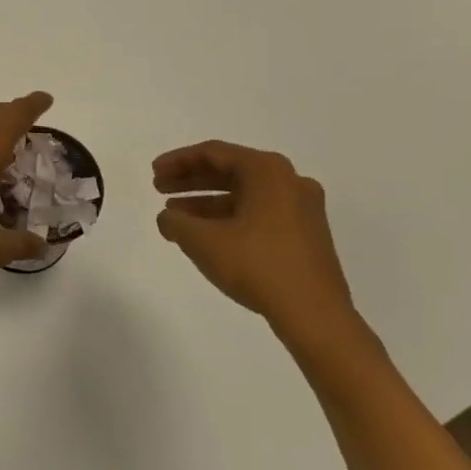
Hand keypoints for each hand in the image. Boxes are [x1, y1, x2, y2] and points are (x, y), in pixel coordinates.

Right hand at [152, 139, 356, 345]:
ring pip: (244, 194)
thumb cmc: (257, 266)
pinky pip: (260, 213)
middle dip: (191, 180)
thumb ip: (175, 222)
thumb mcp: (202, 241)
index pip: (213, 153)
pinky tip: (208, 235)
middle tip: (159, 189)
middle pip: (230, 170)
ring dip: (207, 202)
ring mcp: (303, 208)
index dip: (177, 161)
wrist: (316, 316)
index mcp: (267, 170)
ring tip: (177, 217)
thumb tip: (168, 218)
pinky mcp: (307, 234)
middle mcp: (289, 181)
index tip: (154, 173)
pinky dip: (230, 217)